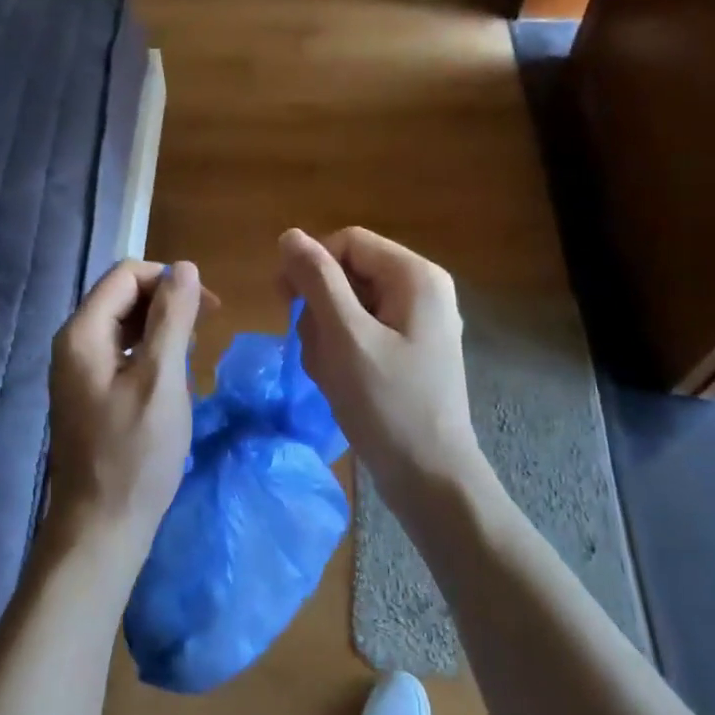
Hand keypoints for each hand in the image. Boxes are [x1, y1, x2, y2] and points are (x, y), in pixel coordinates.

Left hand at [46, 259, 206, 570]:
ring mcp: (77, 371)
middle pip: (122, 297)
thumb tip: (186, 268)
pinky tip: (171, 378)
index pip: (126, 275)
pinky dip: (149, 354)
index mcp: (82, 333)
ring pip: (123, 326)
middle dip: (166, 303)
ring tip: (192, 355)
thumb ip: (173, 318)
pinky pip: (121, 354)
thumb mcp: (162, 379)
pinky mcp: (88, 394)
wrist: (101, 528)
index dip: (169, 280)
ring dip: (161, 328)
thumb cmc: (135, 454)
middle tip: (207, 330)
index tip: (210, 308)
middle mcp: (72, 344)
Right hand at [278, 228, 489, 514]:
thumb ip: (317, 280)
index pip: (347, 242)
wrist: (430, 478)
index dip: (311, 264)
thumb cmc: (387, 404)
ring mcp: (417, 323)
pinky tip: (340, 384)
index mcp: (415, 276)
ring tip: (330, 375)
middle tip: (314, 350)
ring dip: (326, 337)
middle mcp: (421, 290)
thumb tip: (290, 235)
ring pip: (348, 307)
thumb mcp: (345, 336)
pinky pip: (361, 334)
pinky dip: (341, 354)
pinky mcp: (408, 351)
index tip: (284, 301)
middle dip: (320, 310)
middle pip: (348, 274)